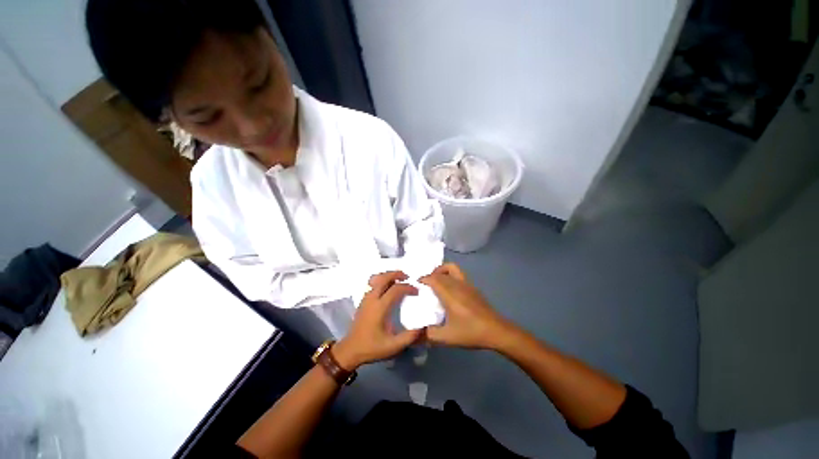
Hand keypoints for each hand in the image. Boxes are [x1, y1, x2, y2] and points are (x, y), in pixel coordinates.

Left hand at [333, 271, 424, 369]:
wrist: (350, 350)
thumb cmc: (372, 347)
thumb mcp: (393, 346)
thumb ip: (409, 337)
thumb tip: (423, 327)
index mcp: (380, 307)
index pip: (395, 289)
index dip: (408, 287)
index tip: (416, 291)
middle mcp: (372, 299)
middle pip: (384, 278)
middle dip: (396, 274)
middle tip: (407, 276)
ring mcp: (366, 298)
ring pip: (377, 279)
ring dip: (388, 275)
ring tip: (398, 279)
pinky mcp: (363, 300)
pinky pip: (373, 284)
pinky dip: (382, 280)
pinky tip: (388, 287)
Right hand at [419, 263, 513, 349]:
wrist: (497, 331)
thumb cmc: (471, 332)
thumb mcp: (447, 337)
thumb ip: (429, 334)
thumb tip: (415, 334)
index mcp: (450, 294)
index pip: (433, 278)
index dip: (423, 278)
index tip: (416, 284)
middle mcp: (457, 285)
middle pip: (441, 272)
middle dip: (430, 275)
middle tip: (424, 285)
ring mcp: (467, 284)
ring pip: (452, 268)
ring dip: (441, 271)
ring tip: (436, 282)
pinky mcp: (473, 287)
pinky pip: (458, 274)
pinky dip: (450, 275)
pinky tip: (449, 290)